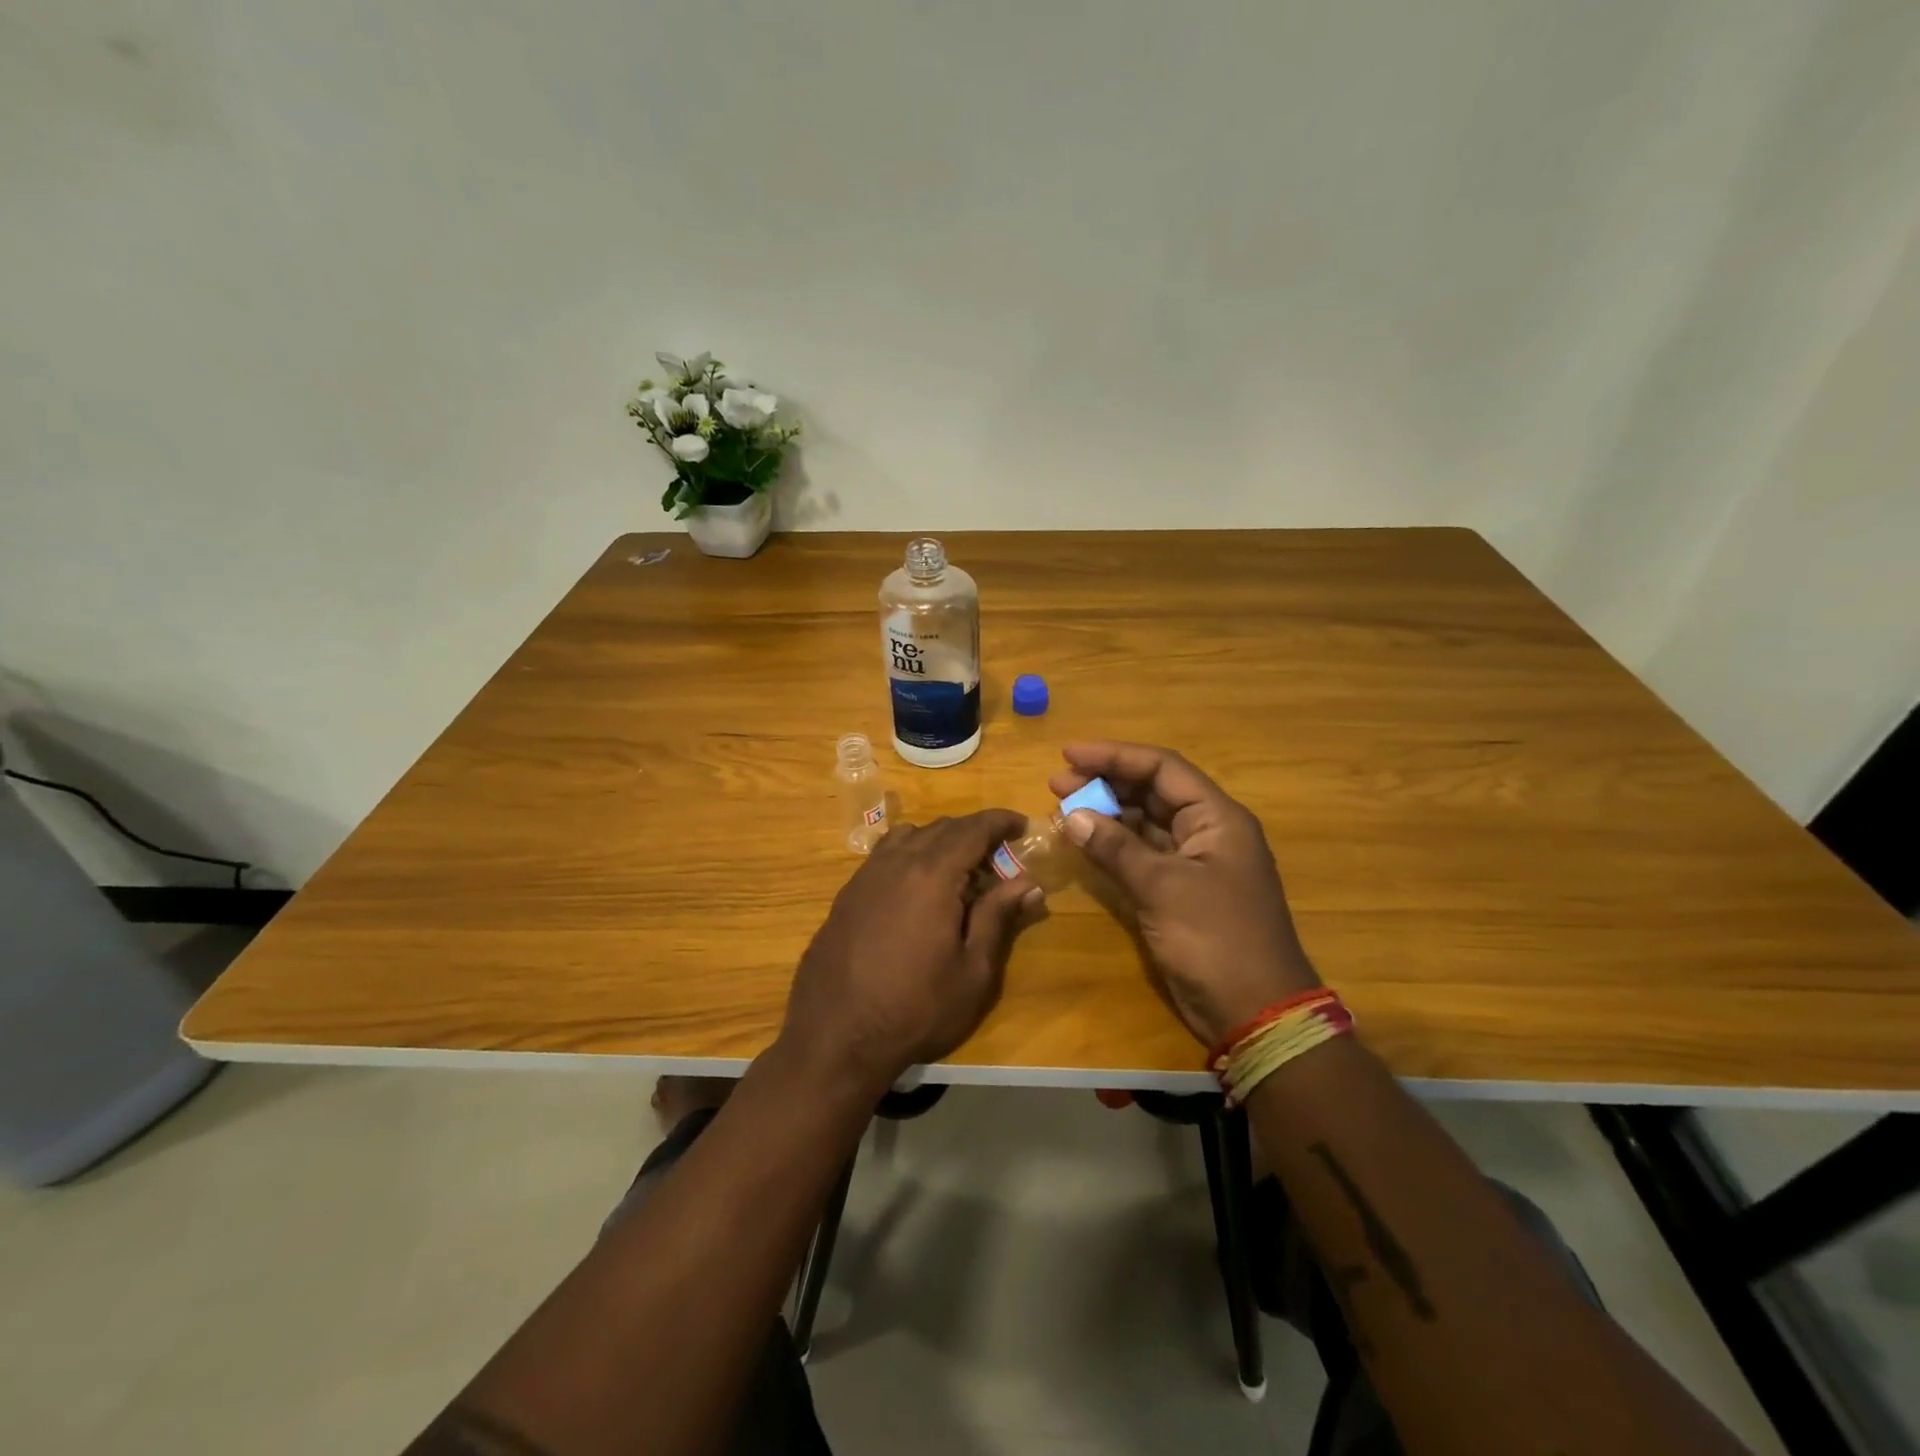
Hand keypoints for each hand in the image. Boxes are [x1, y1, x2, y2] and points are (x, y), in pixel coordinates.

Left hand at [782, 810, 1041, 1094]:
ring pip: (909, 836)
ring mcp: (865, 876)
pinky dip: (910, 854)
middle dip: (974, 833)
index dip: (1000, 821)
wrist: (835, 1037)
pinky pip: (884, 855)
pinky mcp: (846, 894)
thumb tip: (1028, 882)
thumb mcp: (972, 971)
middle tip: (999, 857)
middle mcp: (896, 863)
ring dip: (940, 841)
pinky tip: (917, 888)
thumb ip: (998, 918)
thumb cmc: (916, 1009)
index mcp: (932, 875)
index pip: (973, 829)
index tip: (1022, 825)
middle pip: (941, 828)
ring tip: (958, 870)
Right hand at [1049, 742, 1318, 1048]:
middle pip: (1152, 791)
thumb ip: (1116, 848)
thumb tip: (1072, 815)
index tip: (1069, 754)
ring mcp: (1194, 862)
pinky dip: (1113, 846)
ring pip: (1145, 822)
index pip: (1162, 768)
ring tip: (1062, 809)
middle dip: (1105, 783)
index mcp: (1217, 818)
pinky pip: (1142, 854)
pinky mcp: (1180, 891)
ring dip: (1106, 813)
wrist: (1256, 1012)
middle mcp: (1207, 831)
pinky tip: (1083, 842)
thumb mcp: (1163, 888)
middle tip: (1056, 783)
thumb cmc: (1216, 940)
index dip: (1115, 756)